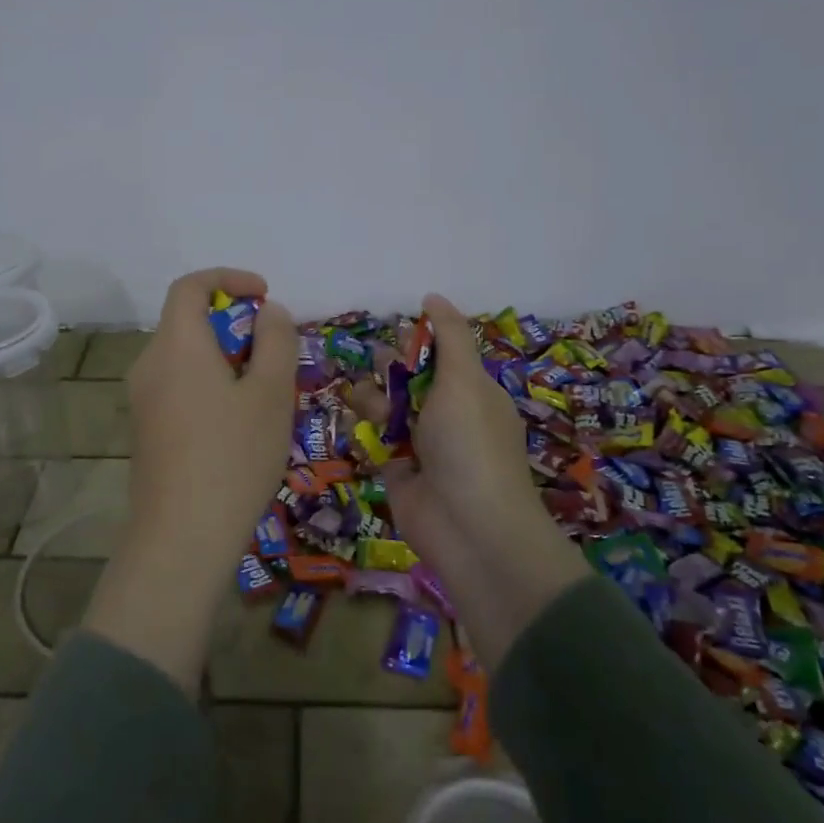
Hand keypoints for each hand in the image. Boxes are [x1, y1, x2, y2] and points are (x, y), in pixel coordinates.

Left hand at [84, 266, 297, 693]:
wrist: (182, 537)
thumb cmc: (234, 456)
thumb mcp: (271, 393)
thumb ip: (275, 341)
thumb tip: (268, 312)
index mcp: (176, 344)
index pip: (190, 286)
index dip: (229, 278)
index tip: (265, 295)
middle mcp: (149, 363)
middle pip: (188, 321)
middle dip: (235, 324)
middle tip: (275, 354)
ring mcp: (142, 399)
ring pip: (186, 356)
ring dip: (225, 357)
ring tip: (265, 393)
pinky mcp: (145, 429)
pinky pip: (179, 385)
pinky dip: (209, 383)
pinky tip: (238, 424)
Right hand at [354, 293, 584, 668]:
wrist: (469, 527)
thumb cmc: (470, 444)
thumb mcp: (464, 379)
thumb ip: (448, 335)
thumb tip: (432, 296)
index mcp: (472, 392)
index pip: (442, 356)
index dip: (418, 343)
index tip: (395, 332)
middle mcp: (449, 417)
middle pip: (412, 381)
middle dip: (390, 369)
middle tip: (371, 365)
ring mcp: (424, 446)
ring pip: (391, 409)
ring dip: (372, 398)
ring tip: (358, 395)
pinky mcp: (399, 472)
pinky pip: (377, 440)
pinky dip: (364, 429)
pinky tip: (351, 419)